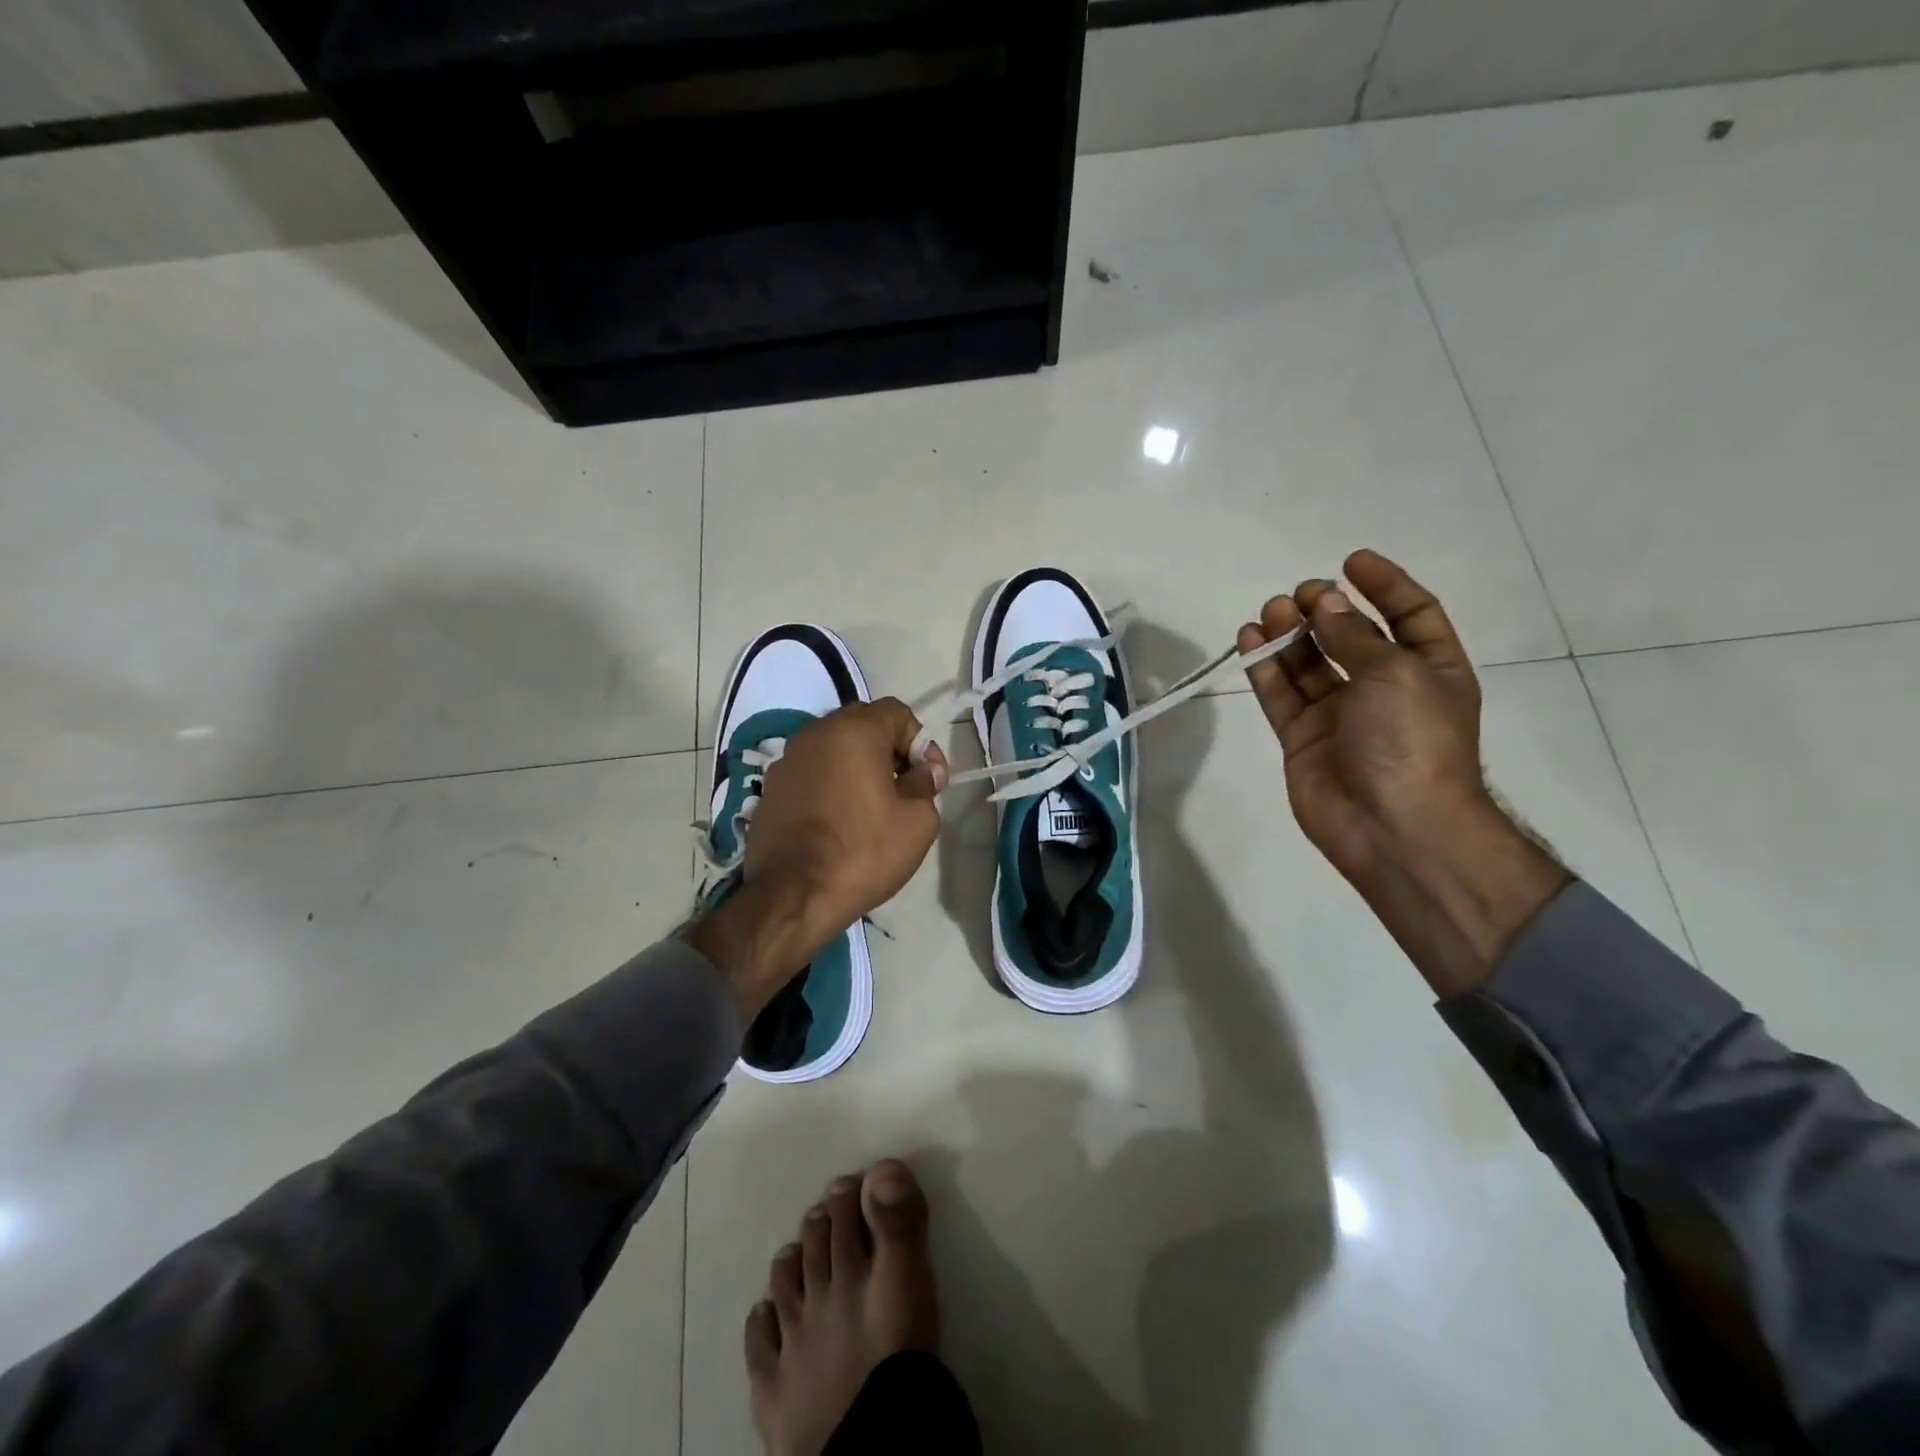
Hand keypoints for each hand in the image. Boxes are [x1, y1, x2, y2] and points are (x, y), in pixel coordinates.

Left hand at [687, 700, 946, 1019]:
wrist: (792, 897)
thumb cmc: (863, 852)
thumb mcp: (917, 822)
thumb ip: (925, 785)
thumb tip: (924, 771)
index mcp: (853, 732)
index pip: (897, 712)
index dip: (921, 741)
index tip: (930, 778)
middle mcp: (814, 734)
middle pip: (862, 725)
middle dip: (890, 749)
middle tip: (905, 788)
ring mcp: (786, 760)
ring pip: (833, 748)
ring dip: (857, 766)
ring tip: (871, 805)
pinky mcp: (770, 789)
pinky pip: (811, 773)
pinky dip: (830, 784)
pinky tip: (839, 819)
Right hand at [1238, 549, 1487, 883]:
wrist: (1392, 827)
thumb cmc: (1411, 741)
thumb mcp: (1396, 674)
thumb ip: (1354, 636)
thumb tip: (1325, 602)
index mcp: (1429, 670)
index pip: (1411, 615)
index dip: (1385, 586)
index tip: (1351, 561)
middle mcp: (1384, 688)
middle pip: (1350, 637)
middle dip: (1326, 610)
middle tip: (1298, 595)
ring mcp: (1340, 715)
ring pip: (1309, 664)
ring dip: (1290, 635)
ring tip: (1269, 611)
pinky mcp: (1301, 737)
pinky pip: (1280, 694)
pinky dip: (1264, 667)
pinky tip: (1249, 639)